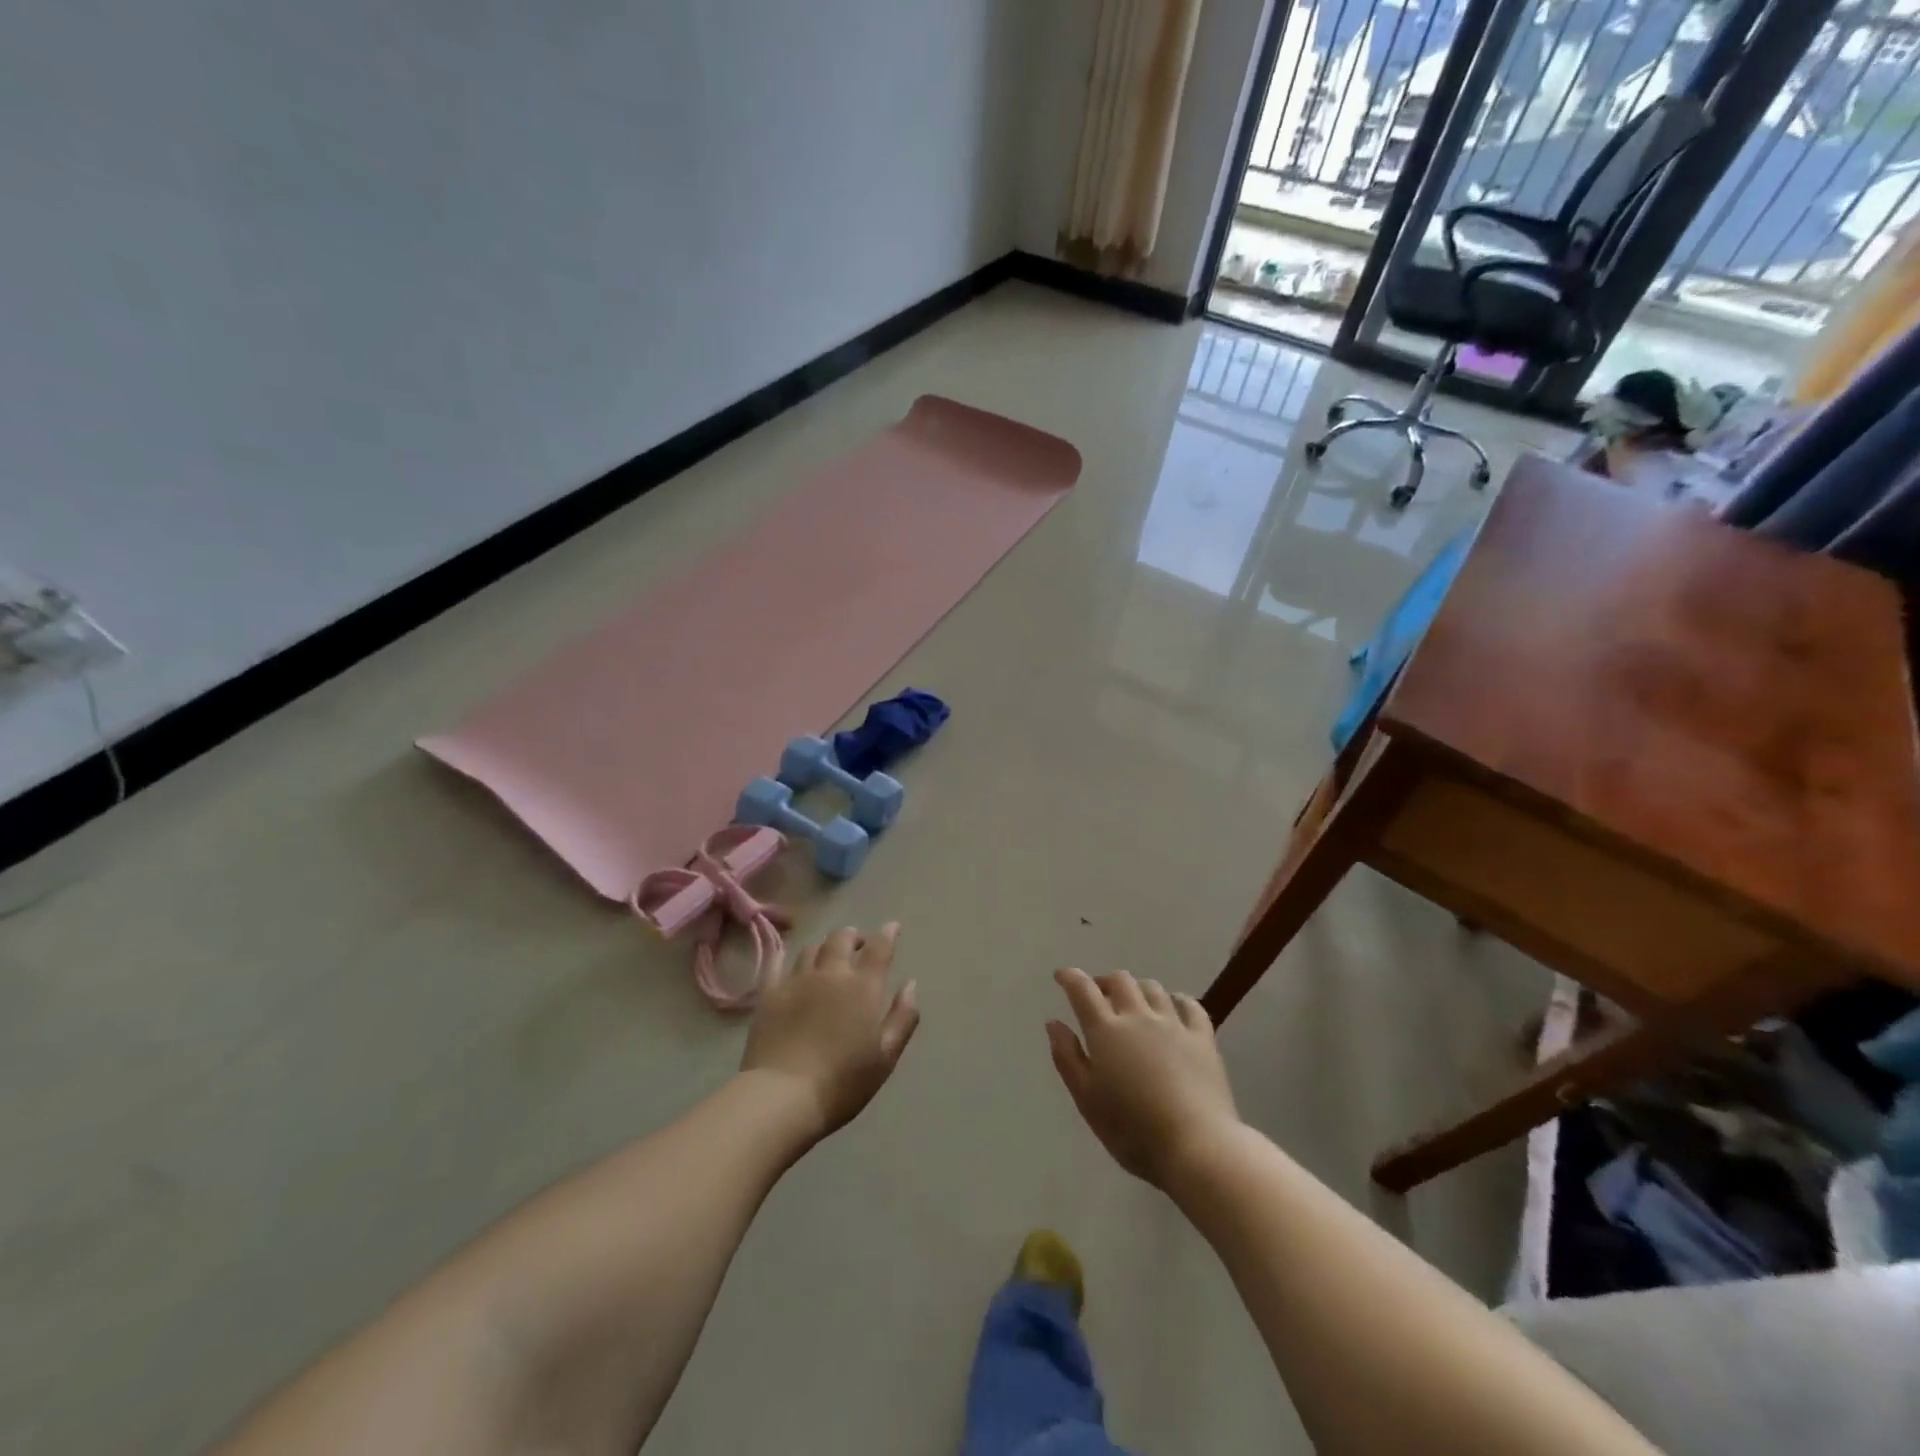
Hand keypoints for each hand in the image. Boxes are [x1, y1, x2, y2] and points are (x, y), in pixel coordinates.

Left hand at [741, 924, 919, 1140]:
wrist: (783, 1096)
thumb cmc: (843, 1082)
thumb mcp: (886, 1056)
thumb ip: (903, 1017)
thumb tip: (911, 984)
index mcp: (863, 986)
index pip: (879, 947)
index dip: (888, 933)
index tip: (893, 928)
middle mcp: (831, 973)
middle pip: (842, 939)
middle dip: (854, 936)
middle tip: (858, 944)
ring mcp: (796, 980)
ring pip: (812, 948)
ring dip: (825, 947)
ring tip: (827, 956)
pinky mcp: (769, 993)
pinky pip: (777, 963)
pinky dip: (786, 955)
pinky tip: (788, 958)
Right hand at [1047, 968, 1239, 1188]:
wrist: (1197, 1146)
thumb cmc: (1132, 1130)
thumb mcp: (1087, 1100)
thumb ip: (1068, 1058)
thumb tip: (1054, 1023)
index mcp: (1106, 1031)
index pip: (1083, 990)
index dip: (1070, 978)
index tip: (1061, 976)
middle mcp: (1138, 1016)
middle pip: (1120, 981)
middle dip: (1104, 982)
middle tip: (1098, 995)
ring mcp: (1173, 1024)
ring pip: (1152, 988)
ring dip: (1137, 988)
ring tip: (1133, 1002)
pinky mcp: (1202, 1037)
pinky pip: (1189, 1004)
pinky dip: (1176, 999)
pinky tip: (1173, 1007)